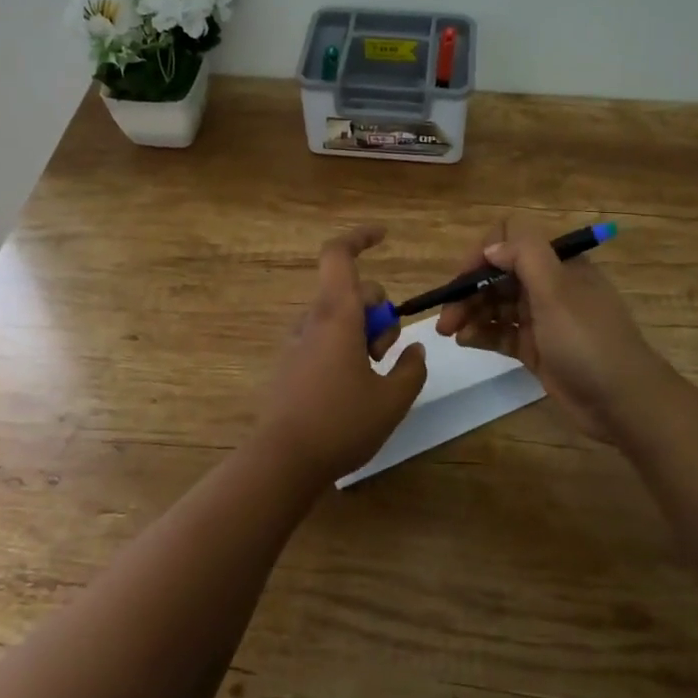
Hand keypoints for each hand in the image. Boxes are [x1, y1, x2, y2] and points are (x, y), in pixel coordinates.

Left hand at [256, 227, 428, 486]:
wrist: (282, 461)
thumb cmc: (341, 423)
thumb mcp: (392, 400)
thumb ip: (411, 369)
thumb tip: (415, 349)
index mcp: (336, 316)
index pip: (338, 255)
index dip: (361, 237)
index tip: (385, 236)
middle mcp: (312, 321)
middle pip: (350, 292)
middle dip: (378, 311)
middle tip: (387, 352)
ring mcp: (296, 343)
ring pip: (338, 318)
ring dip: (363, 334)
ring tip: (372, 377)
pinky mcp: (289, 365)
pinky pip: (323, 339)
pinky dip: (344, 349)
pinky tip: (352, 389)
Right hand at [434, 218, 665, 440]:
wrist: (623, 403)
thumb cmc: (588, 341)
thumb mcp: (557, 291)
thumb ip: (524, 256)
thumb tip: (491, 248)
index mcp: (558, 264)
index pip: (511, 240)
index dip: (483, 254)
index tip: (463, 278)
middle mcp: (549, 286)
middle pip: (498, 275)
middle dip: (468, 289)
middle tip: (445, 315)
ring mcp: (542, 318)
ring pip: (495, 304)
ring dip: (470, 312)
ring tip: (448, 331)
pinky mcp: (536, 348)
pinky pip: (501, 332)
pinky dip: (481, 333)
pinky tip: (464, 341)